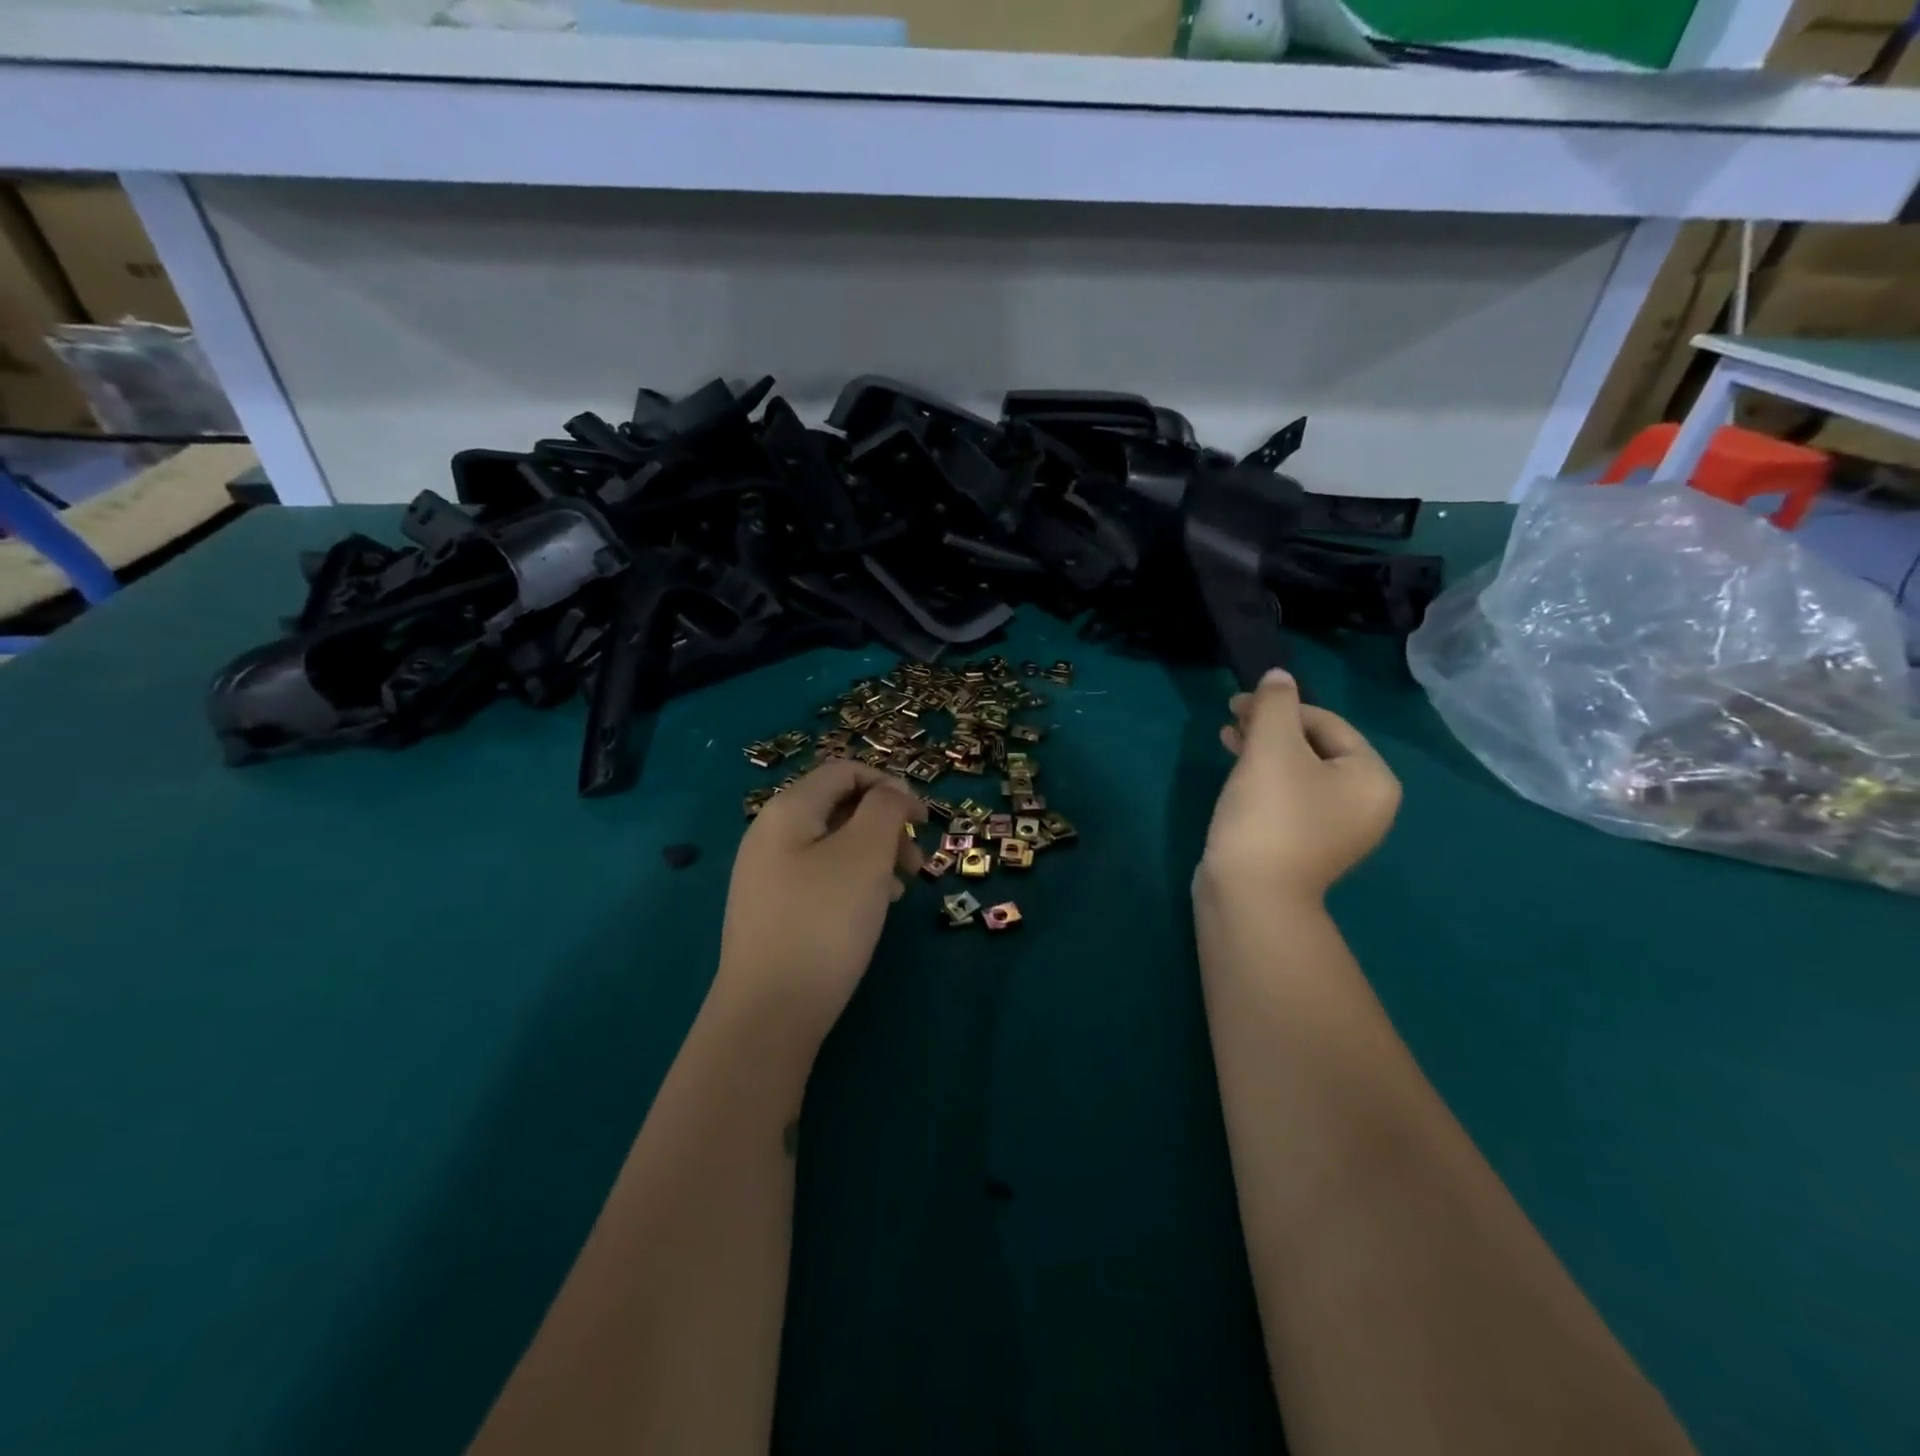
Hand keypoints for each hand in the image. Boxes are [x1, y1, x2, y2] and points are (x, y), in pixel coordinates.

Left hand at [714, 761, 926, 1039]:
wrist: (769, 1013)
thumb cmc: (824, 921)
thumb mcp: (866, 854)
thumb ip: (886, 809)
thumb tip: (894, 792)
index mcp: (788, 810)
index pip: (844, 771)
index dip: (890, 785)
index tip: (923, 820)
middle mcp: (770, 834)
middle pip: (839, 807)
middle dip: (886, 825)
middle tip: (918, 861)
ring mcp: (766, 875)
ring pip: (833, 845)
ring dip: (875, 855)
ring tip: (903, 889)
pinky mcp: (772, 911)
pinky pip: (821, 877)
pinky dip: (854, 881)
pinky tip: (874, 909)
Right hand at [1199, 668, 1400, 904]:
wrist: (1251, 896)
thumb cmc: (1269, 814)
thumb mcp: (1271, 747)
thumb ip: (1275, 704)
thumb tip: (1279, 675)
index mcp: (1372, 778)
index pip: (1327, 723)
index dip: (1281, 706)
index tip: (1237, 703)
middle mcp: (1365, 804)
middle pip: (1314, 747)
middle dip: (1270, 727)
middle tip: (1231, 718)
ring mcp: (1337, 829)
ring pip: (1298, 772)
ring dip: (1262, 750)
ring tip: (1226, 740)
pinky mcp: (1306, 845)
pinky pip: (1289, 798)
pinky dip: (1264, 780)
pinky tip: (1235, 773)